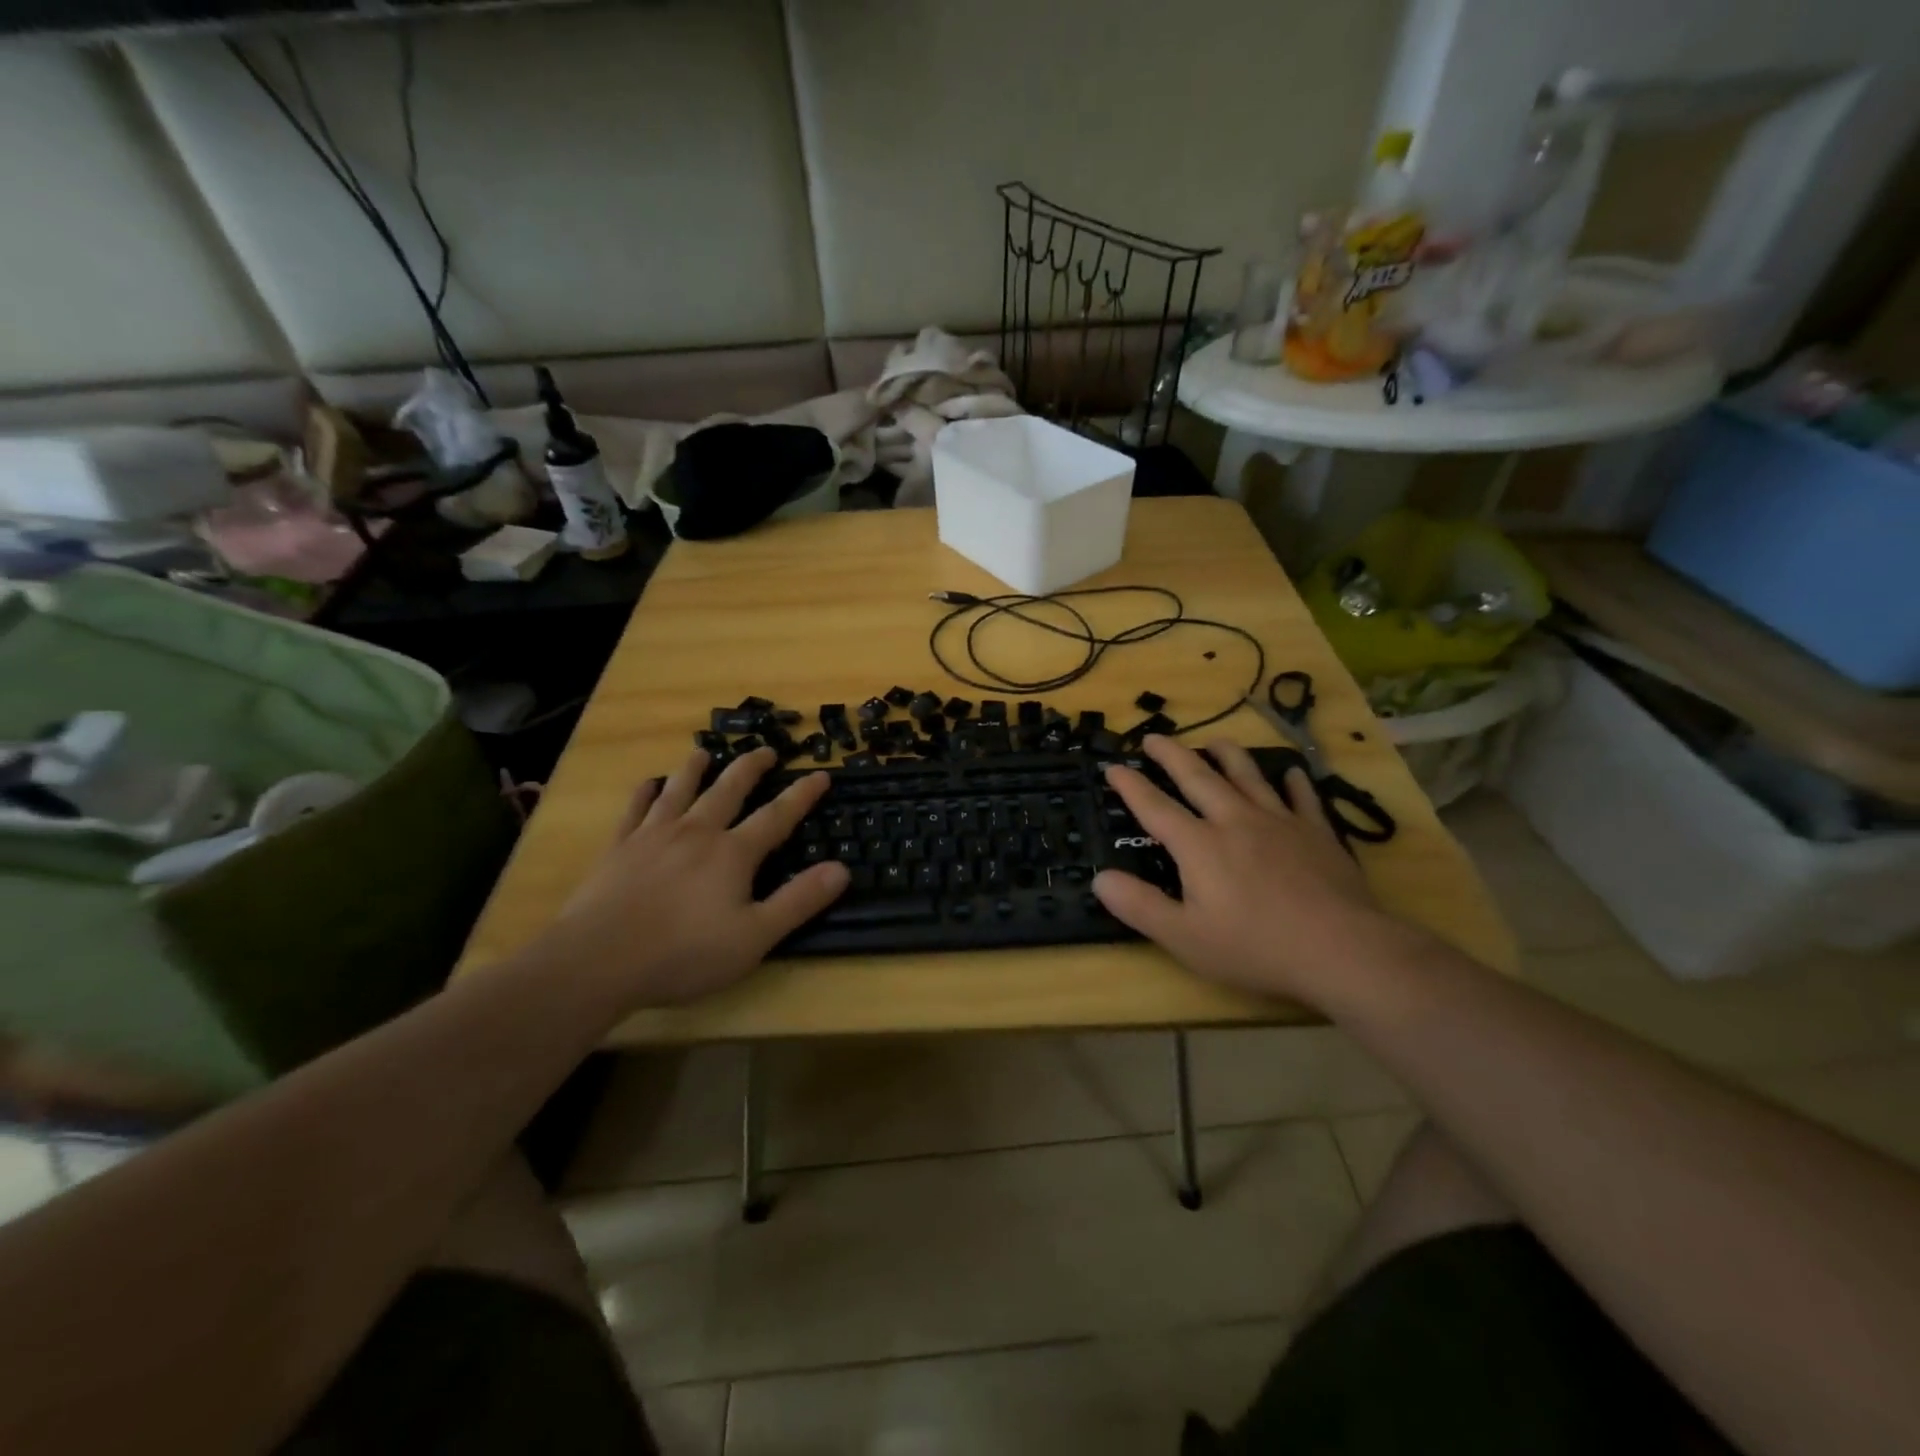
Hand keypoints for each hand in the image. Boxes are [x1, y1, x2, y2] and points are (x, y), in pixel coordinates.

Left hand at [541, 748, 848, 1009]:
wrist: (597, 961)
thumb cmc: (683, 953)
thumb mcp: (754, 937)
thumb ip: (799, 901)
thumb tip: (841, 869)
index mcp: (732, 853)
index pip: (777, 816)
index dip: (802, 795)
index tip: (820, 774)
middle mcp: (696, 832)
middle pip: (728, 789)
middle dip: (750, 767)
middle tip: (765, 750)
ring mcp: (653, 836)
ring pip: (680, 790)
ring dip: (695, 768)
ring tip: (704, 752)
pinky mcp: (619, 848)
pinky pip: (634, 810)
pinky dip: (644, 792)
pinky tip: (648, 783)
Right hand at [1093, 735, 1393, 1004]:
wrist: (1341, 948)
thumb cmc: (1255, 946)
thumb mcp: (1184, 937)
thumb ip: (1139, 906)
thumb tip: (1100, 878)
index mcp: (1199, 845)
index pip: (1155, 807)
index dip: (1130, 786)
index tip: (1113, 767)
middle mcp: (1235, 821)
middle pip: (1197, 777)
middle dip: (1171, 755)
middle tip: (1153, 738)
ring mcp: (1279, 822)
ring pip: (1247, 776)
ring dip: (1226, 754)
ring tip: (1213, 741)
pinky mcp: (1317, 832)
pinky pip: (1301, 796)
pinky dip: (1293, 781)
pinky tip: (1290, 774)